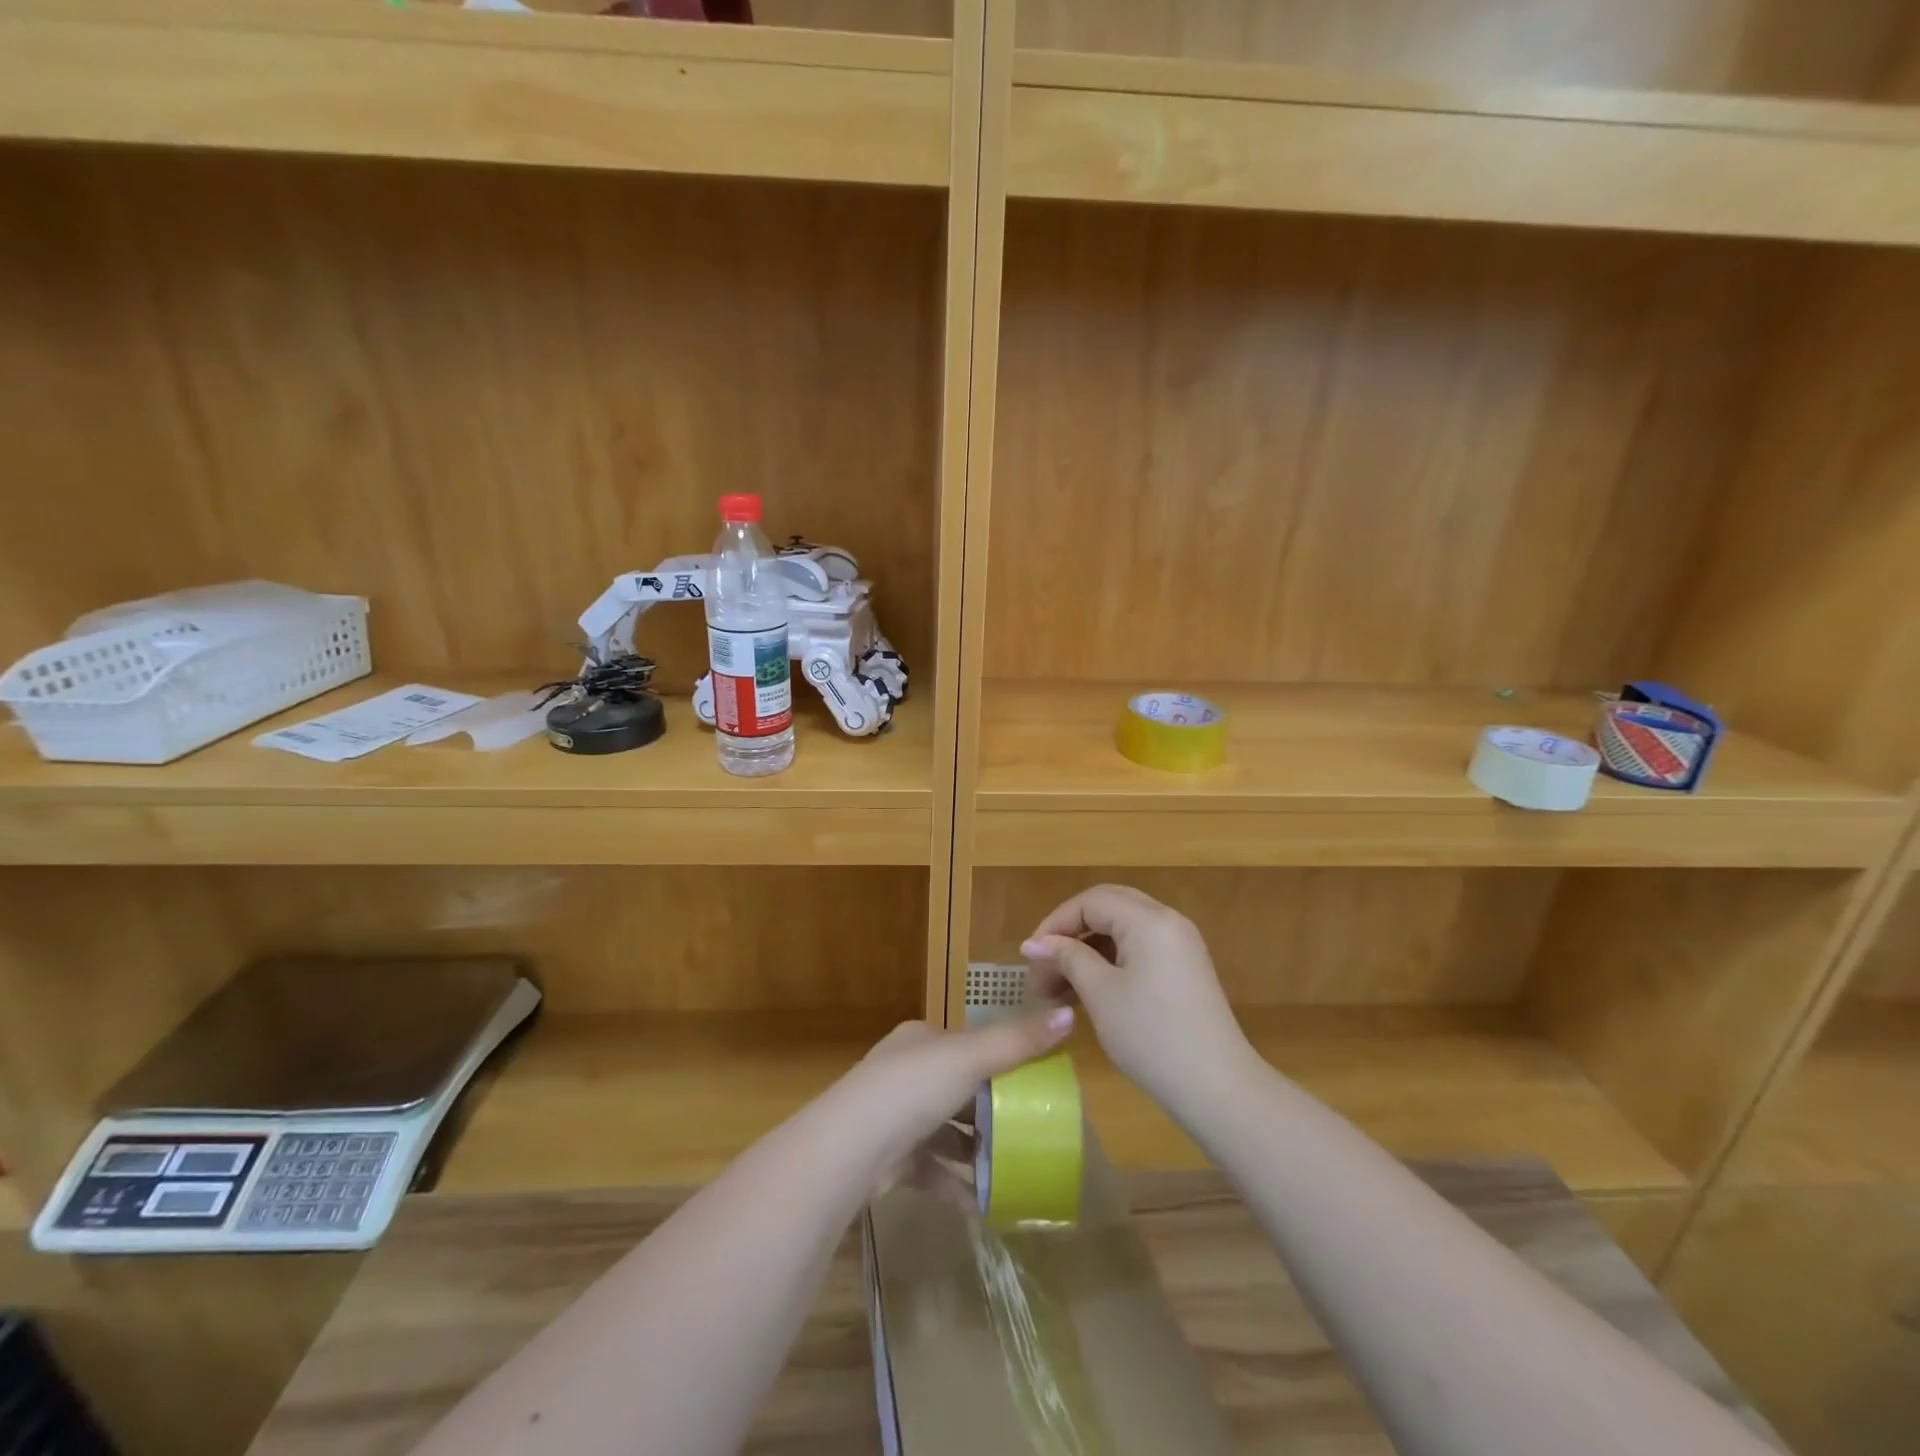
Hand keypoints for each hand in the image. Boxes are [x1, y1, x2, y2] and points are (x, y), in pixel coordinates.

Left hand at [834, 1011, 1074, 1203]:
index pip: (967, 1045)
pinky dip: (955, 1183)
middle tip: (1029, 1129)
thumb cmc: (912, 1089)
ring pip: (945, 1131)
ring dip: (975, 1149)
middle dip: (990, 1110)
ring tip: (1013, 1168)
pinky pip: (932, 1169)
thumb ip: (1018, 1042)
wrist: (849, 1149)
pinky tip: (984, 1203)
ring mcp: (894, 1117)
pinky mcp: (890, 1159)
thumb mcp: (971, 1059)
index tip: (1033, 1082)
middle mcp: (905, 1072)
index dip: (999, 1061)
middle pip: (958, 1089)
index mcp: (922, 1040)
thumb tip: (1069, 1015)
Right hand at [1021, 884, 1255, 1114]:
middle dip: (1071, 931)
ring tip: (1060, 983)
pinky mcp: (1185, 967)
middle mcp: (1168, 920)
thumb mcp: (1100, 994)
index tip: (1030, 955)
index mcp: (1149, 919)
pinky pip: (1140, 946)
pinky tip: (1090, 988)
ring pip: (1123, 927)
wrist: (1217, 1088)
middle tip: (1044, 963)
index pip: (1090, 902)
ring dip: (1089, 947)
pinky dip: (1111, 959)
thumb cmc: (1151, 1036)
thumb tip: (1034, 943)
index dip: (1055, 923)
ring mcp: (1181, 944)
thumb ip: (1067, 958)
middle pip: (1108, 907)